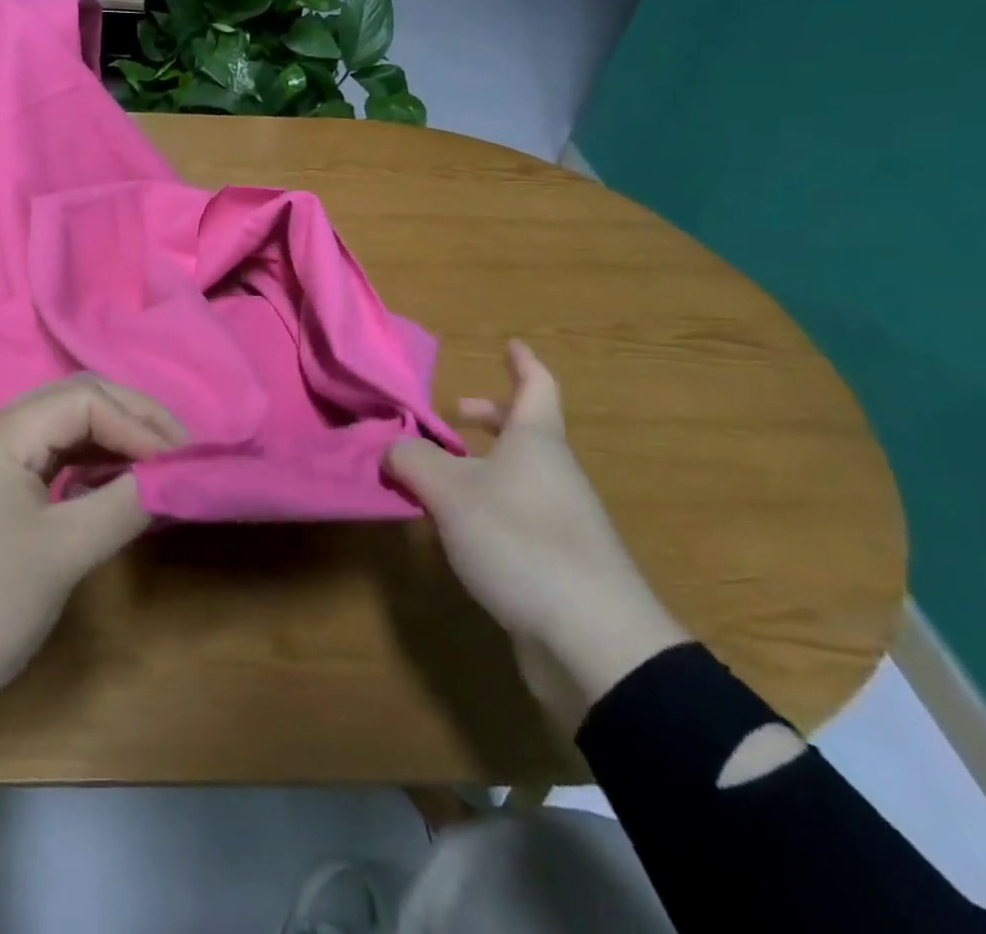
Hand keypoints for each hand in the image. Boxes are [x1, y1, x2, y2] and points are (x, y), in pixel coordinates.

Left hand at [0, 376, 183, 826]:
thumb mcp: (64, 554)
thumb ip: (126, 504)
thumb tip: (174, 478)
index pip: (86, 400)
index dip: (141, 425)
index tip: (183, 462)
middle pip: (73, 400)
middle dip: (132, 420)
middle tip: (180, 453)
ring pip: (59, 427)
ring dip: (110, 440)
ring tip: (156, 466)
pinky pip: (44, 456)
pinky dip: (84, 463)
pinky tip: (111, 484)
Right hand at [386, 341, 688, 731]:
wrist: (593, 641)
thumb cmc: (521, 542)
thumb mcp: (450, 492)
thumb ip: (413, 460)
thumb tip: (392, 447)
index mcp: (536, 442)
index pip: (536, 387)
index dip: (523, 363)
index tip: (511, 344)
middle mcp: (554, 474)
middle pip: (527, 431)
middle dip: (492, 417)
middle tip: (457, 413)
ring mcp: (561, 520)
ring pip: (518, 475)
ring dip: (482, 464)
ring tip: (438, 473)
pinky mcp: (557, 563)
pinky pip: (516, 513)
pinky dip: (485, 505)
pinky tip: (455, 528)